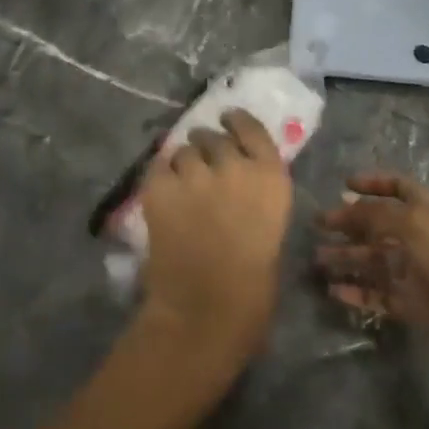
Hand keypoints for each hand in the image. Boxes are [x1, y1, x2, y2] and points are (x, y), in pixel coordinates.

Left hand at [136, 108, 293, 366]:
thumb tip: (236, 179)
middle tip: (202, 164)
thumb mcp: (271, 226)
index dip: (237, 121)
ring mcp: (195, 174)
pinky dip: (160, 176)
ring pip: (184, 150)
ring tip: (181, 183)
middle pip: (215, 138)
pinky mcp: (160, 187)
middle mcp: (234, 165)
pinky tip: (161, 191)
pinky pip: (158, 166)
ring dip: (183, 163)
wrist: (206, 311)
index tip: (228, 118)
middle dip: (208, 147)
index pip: (252, 129)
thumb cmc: (253, 285)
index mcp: (271, 177)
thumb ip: (256, 194)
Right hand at [315, 172, 428, 365]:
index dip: (373, 182)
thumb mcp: (411, 223)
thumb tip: (344, 206)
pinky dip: (356, 291)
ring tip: (317, 258)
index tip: (345, 184)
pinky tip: (333, 291)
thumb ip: (374, 214)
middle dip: (349, 222)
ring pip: (373, 260)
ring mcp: (414, 270)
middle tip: (318, 224)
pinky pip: (377, 294)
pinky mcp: (410, 303)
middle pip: (378, 224)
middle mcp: (418, 236)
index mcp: (426, 209)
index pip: (398, 187)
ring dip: (346, 257)